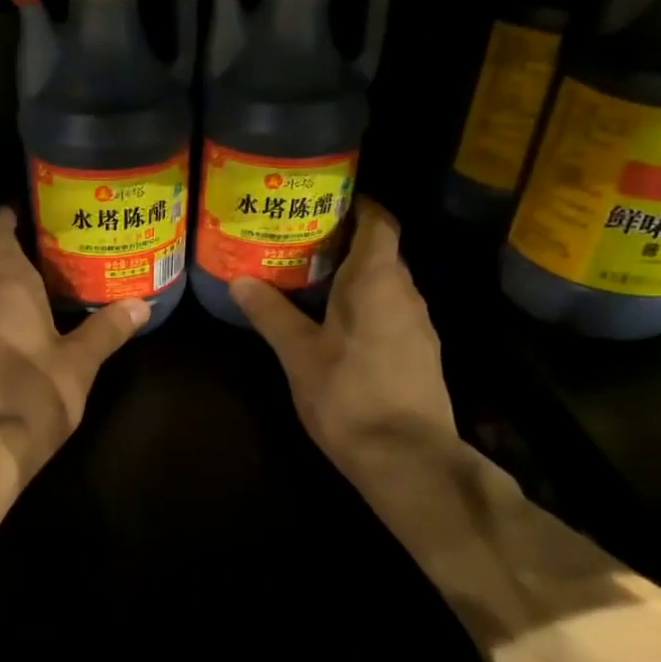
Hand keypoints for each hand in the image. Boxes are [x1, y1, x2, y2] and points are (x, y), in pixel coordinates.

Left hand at [0, 207, 147, 485]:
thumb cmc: (34, 396)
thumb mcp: (80, 364)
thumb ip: (107, 330)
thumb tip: (140, 305)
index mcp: (5, 288)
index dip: (3, 218)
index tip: (21, 214)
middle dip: (16, 269)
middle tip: (52, 274)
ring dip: (2, 306)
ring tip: (37, 317)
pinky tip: (11, 360)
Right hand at [230, 198, 456, 476]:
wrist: (407, 458)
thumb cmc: (348, 396)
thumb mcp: (299, 354)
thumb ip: (271, 313)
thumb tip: (239, 280)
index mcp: (377, 281)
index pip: (379, 222)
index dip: (357, 206)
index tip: (324, 202)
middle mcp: (406, 293)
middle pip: (381, 252)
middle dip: (344, 243)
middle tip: (299, 243)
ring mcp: (419, 325)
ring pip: (386, 285)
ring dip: (353, 278)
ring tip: (310, 282)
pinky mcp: (421, 353)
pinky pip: (391, 312)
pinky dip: (366, 307)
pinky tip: (336, 326)